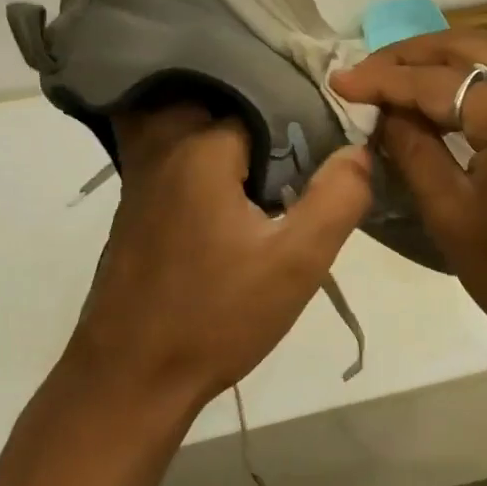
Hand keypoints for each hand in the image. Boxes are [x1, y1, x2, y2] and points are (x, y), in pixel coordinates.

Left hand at [64, 104, 372, 414]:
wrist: (128, 380)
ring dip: (233, 140)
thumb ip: (336, 199)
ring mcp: (142, 178)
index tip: (328, 152)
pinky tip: (232, 197)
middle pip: (226, 109)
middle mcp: (166, 150)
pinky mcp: (134, 206)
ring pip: (198, 131)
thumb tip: (358, 149)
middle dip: (266, 123)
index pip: (265, 105)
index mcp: (203, 149)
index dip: (301, 125)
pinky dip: (206, 160)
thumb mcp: (296, 263)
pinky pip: (177, 158)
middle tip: (303, 157)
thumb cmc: (216, 318)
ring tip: (272, 169)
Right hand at [331, 32, 486, 364]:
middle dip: (410, 55)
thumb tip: (384, 111)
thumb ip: (413, 149)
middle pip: (468, 50)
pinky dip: (466, 81)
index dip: (383, 80)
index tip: (338, 80)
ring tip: (389, 80)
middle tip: (363, 71)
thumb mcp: (451, 214)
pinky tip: (433, 98)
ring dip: (438, 64)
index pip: (438, 83)